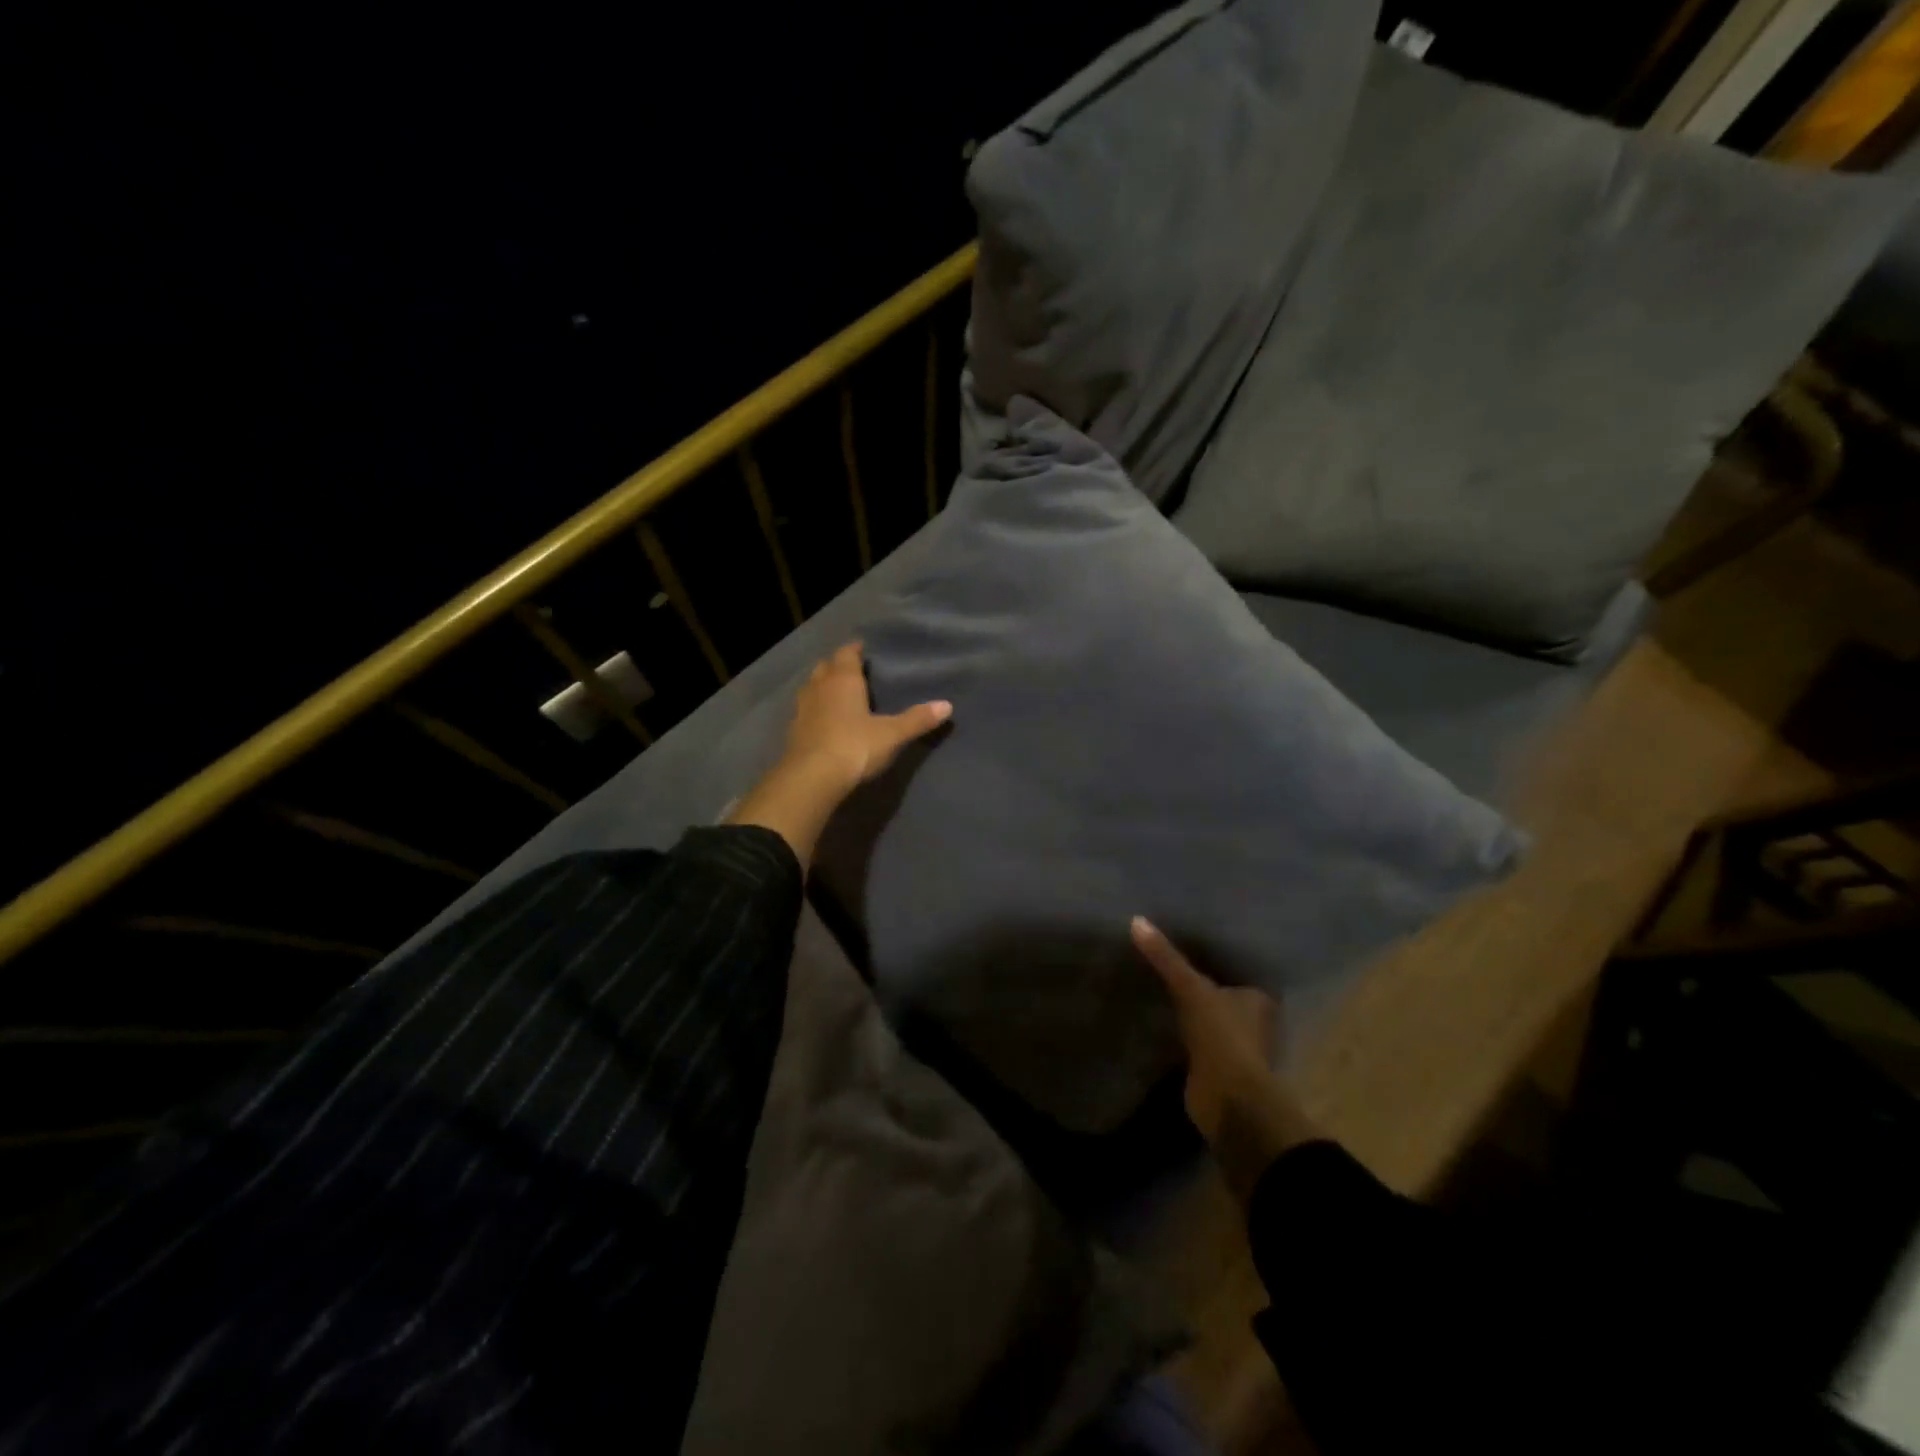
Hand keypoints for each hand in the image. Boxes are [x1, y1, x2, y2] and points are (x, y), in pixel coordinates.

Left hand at [729, 643, 950, 867]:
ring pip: (811, 687)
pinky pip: (805, 710)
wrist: (811, 779)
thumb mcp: (892, 734)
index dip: (854, 649)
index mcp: (843, 680)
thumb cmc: (854, 747)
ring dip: (823, 686)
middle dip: (837, 666)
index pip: (846, 653)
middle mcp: (819, 687)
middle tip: (853, 670)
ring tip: (838, 693)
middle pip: (825, 666)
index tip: (863, 649)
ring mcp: (802, 709)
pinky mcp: (793, 731)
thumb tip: (947, 705)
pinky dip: (815, 709)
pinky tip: (824, 720)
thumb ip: (917, 719)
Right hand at [1132, 917, 1318, 1201]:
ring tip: (1161, 988)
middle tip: (1171, 962)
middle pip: (1226, 996)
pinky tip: (1163, 1022)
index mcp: (1260, 998)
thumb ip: (1166, 958)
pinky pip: (1198, 1042)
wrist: (1229, 1102)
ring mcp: (1238, 1049)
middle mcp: (1256, 1022)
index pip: (1238, 970)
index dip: (1216, 959)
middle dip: (1204, 985)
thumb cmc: (1222, 1037)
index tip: (1191, 944)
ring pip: (1212, 1020)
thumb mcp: (1191, 989)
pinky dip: (1184, 1035)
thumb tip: (1137, 920)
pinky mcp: (1219, 1070)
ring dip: (1194, 1012)